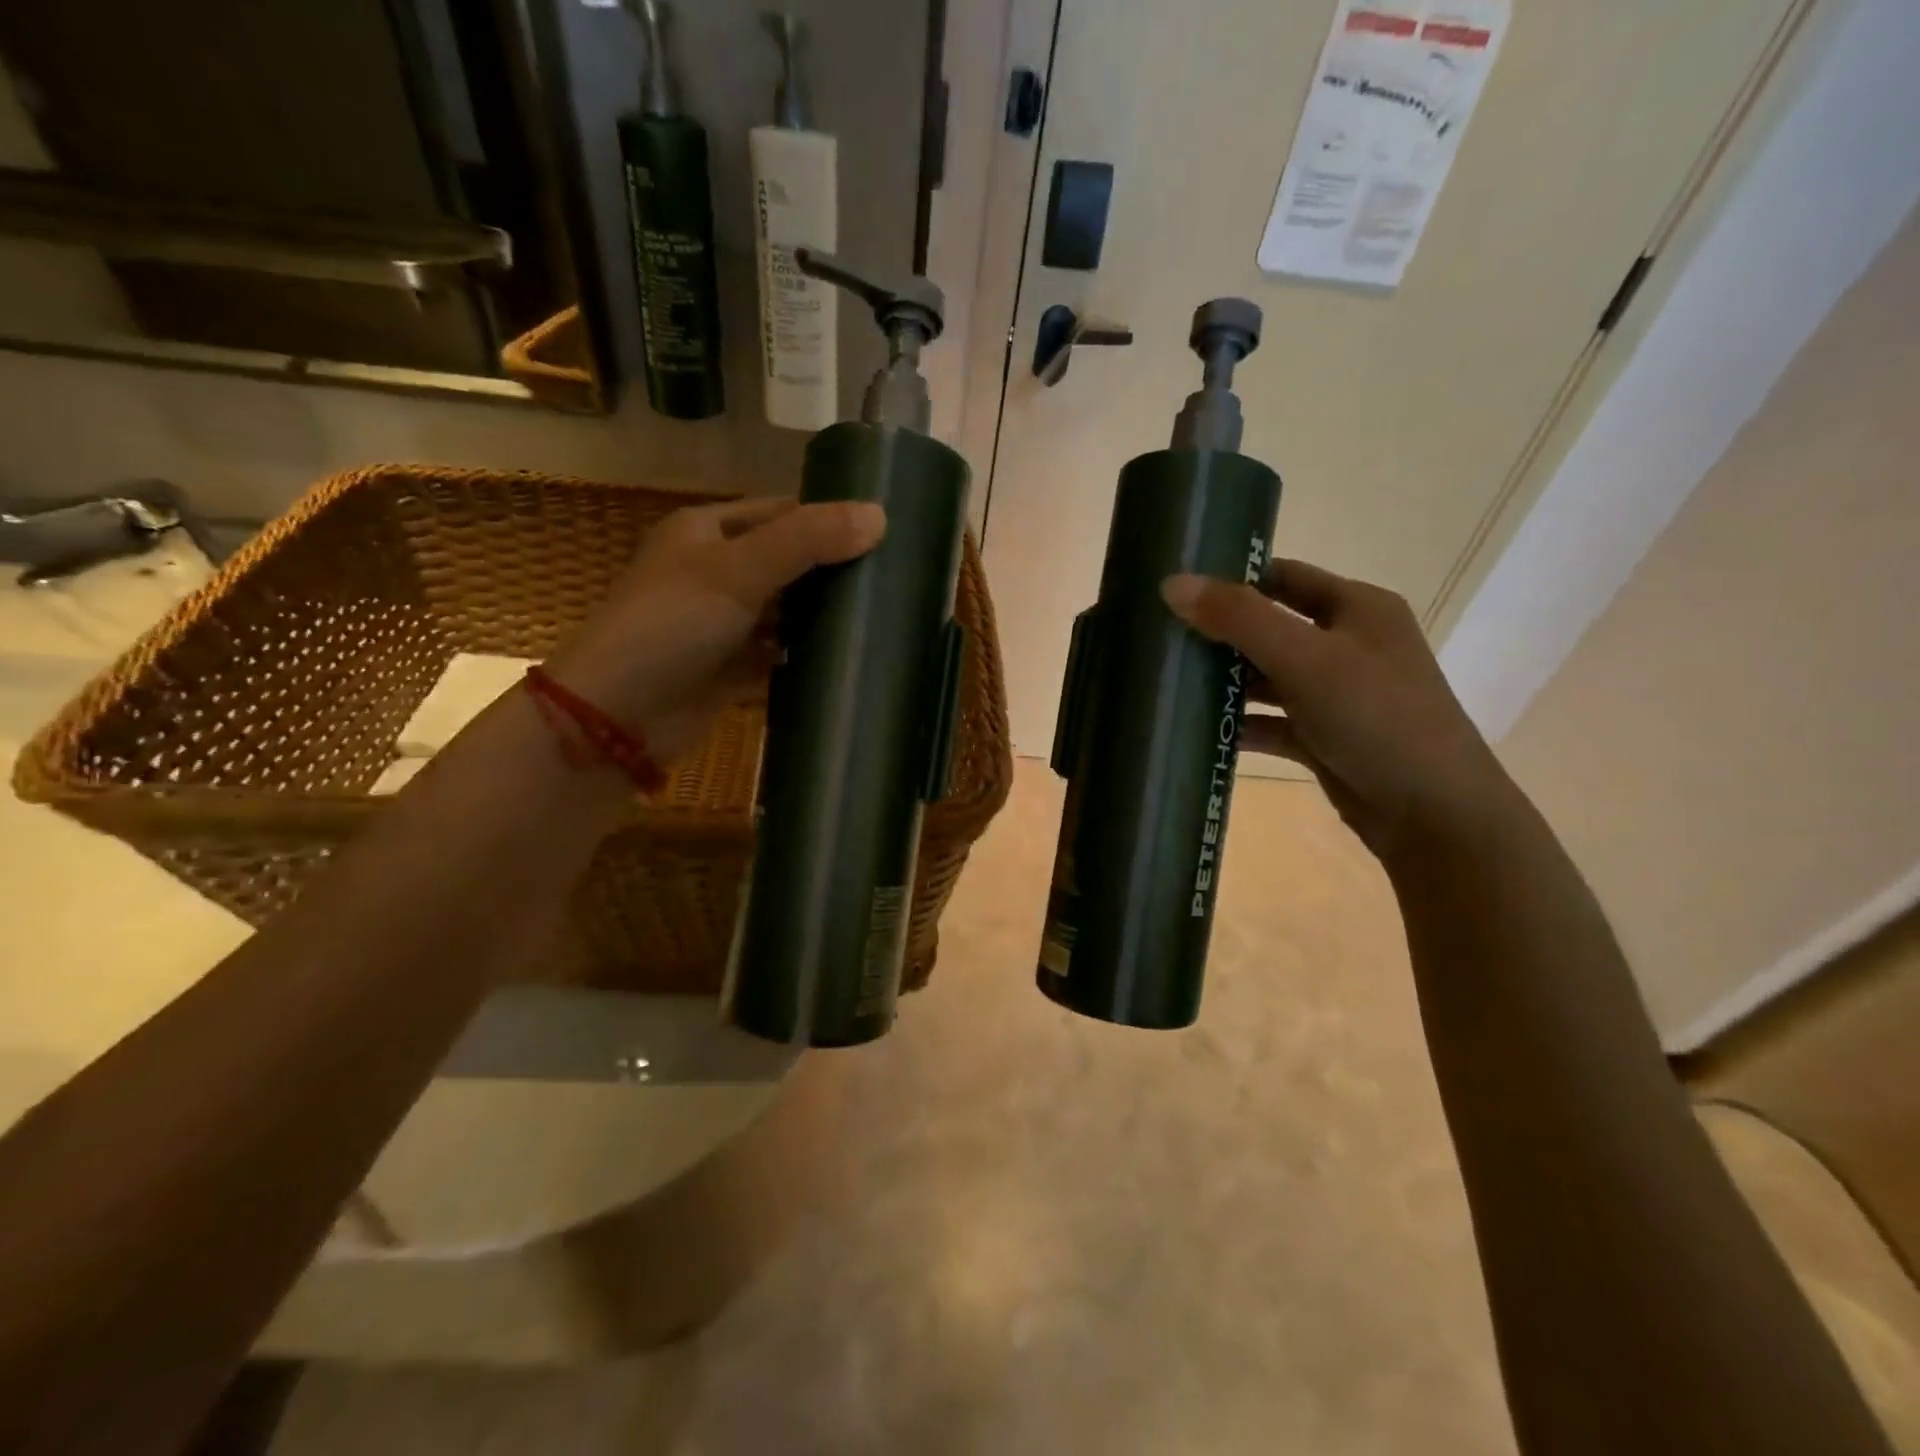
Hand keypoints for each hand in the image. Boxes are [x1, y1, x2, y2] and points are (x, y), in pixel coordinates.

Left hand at [549, 497, 885, 761]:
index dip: (827, 518)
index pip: (780, 511)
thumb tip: (880, 516)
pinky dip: (805, 657)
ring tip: (880, 618)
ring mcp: (721, 624)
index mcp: (706, 531)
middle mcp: (713, 572)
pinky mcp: (729, 669)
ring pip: (784, 611)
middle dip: (832, 571)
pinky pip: (777, 655)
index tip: (884, 533)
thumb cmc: (671, 626)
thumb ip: (807, 541)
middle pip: (786, 563)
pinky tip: (845, 661)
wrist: (617, 717)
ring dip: (822, 617)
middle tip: (892, 580)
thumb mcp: (738, 571)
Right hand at [1162, 559, 1513, 857]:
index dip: (1233, 578)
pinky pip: (1273, 722)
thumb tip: (1172, 583)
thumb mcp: (1305, 658)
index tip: (1177, 588)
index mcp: (1357, 608)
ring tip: (1169, 683)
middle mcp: (1348, 645)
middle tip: (1162, 639)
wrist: (1434, 813)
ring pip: (1268, 677)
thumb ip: (1239, 619)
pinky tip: (1200, 731)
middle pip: (1270, 628)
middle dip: (1219, 634)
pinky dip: (1241, 724)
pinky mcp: (1325, 737)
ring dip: (1226, 682)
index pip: (1284, 577)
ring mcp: (1337, 694)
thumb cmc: (1375, 717)